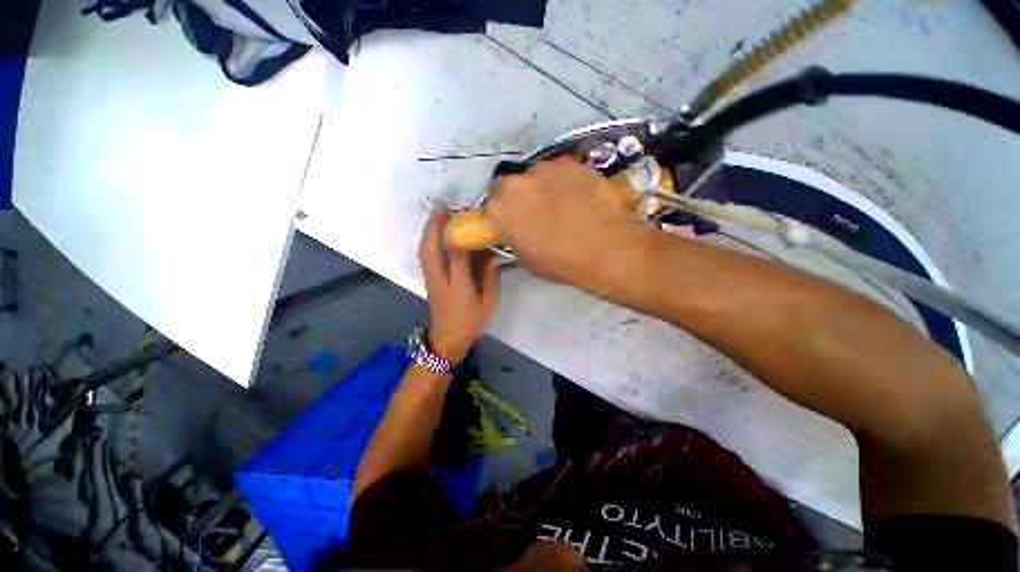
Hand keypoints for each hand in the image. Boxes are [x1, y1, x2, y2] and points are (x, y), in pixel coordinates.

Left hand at [419, 209, 499, 362]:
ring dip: (428, 230)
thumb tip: (492, 255)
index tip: (466, 217)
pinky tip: (432, 233)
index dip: (459, 234)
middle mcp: (441, 278)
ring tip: (437, 215)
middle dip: (435, 226)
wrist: (447, 338)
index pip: (456, 255)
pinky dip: (426, 240)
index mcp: (459, 285)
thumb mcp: (488, 302)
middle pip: (432, 248)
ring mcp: (431, 278)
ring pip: (424, 250)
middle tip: (443, 209)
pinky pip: (423, 255)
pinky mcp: (427, 279)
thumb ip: (491, 278)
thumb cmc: (470, 321)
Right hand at [486, 157, 648, 285]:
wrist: (604, 249)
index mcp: (501, 205)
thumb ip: (513, 235)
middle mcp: (519, 179)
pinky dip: (566, 182)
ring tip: (564, 206)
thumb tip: (517, 227)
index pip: (492, 201)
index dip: (504, 211)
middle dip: (523, 197)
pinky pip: (563, 172)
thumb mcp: (525, 256)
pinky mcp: (574, 163)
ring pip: (539, 175)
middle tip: (539, 213)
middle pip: (515, 184)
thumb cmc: (559, 261)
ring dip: (545, 187)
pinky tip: (581, 198)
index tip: (515, 221)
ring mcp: (548, 167)